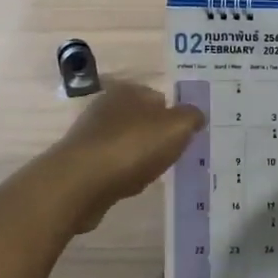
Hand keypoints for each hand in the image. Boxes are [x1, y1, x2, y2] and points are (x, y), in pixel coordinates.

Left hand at [47, 80, 202, 233]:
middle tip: (175, 155)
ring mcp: (91, 135)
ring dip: (141, 157)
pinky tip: (131, 185)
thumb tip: (196, 116)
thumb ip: (191, 117)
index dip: (175, 117)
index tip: (187, 137)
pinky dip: (124, 174)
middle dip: (158, 137)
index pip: (160, 98)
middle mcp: (106, 107)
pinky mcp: (83, 163)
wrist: (81, 183)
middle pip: (143, 121)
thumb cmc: (133, 147)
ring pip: (128, 144)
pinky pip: (113, 166)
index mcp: (129, 91)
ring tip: (155, 173)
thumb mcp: (177, 127)